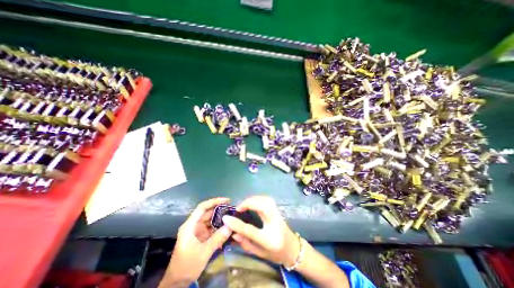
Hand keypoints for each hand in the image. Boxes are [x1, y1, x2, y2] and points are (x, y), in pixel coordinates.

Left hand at [160, 198, 234, 287]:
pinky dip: (219, 228)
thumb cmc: (186, 266)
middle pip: (208, 213)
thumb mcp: (203, 253)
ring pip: (211, 220)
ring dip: (221, 219)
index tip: (226, 200)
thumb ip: (217, 239)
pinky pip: (212, 228)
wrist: (177, 283)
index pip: (202, 208)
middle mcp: (194, 225)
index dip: (214, 201)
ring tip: (233, 218)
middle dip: (220, 210)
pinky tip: (228, 228)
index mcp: (190, 226)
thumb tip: (230, 226)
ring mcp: (198, 231)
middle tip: (233, 210)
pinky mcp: (201, 237)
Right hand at [222, 196, 302, 267]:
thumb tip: (232, 232)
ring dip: (253, 199)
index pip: (250, 229)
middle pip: (261, 207)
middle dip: (248, 204)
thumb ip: (245, 243)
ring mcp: (278, 214)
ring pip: (265, 200)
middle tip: (238, 208)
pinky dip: (258, 198)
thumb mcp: (259, 253)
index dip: (236, 223)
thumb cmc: (276, 253)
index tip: (226, 218)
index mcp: (268, 239)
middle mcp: (274, 223)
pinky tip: (253, 202)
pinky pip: (267, 199)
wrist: (293, 248)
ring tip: (244, 205)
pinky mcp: (278, 209)